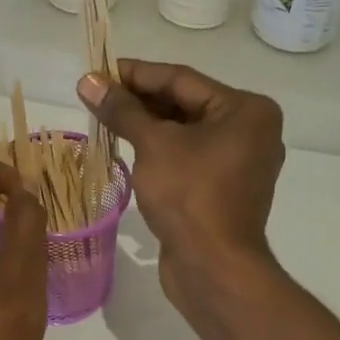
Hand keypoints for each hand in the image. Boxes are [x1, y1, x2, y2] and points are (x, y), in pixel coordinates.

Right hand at [78, 60, 284, 301]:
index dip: (136, 74)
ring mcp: (241, 162)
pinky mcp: (225, 189)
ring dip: (147, 124)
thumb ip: (122, 110)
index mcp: (247, 110)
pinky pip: (190, 156)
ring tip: (105, 117)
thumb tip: (88, 80)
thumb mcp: (153, 145)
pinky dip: (161, 149)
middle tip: (96, 95)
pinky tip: (128, 145)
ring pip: (186, 132)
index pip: (182, 80)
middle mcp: (251, 131)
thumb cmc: (190, 196)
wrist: (214, 268)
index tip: (98, 70)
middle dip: (140, 100)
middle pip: (186, 103)